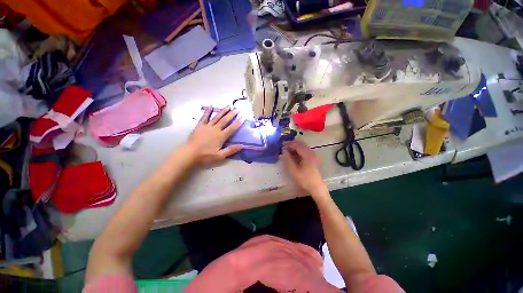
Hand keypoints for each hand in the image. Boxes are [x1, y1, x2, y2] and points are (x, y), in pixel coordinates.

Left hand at [185, 106, 242, 164]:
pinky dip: (208, 112)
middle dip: (232, 114)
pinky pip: (204, 117)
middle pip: (225, 120)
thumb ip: (231, 150)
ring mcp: (207, 126)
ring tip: (228, 106)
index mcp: (221, 136)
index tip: (242, 117)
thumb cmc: (205, 156)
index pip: (231, 128)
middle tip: (237, 109)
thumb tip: (242, 146)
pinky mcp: (200, 126)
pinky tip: (211, 107)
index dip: (237, 123)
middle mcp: (215, 129)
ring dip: (223, 111)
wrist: (190, 153)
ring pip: (217, 117)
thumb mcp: (220, 156)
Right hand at [280, 140, 327, 195]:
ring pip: (303, 147)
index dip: (289, 144)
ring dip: (295, 146)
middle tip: (284, 145)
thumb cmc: (305, 179)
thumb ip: (288, 160)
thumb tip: (283, 151)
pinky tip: (293, 153)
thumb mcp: (294, 170)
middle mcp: (311, 153)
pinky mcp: (313, 158)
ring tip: (287, 149)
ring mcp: (313, 155)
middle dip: (292, 144)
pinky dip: (298, 150)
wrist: (316, 187)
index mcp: (307, 155)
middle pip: (301, 144)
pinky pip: (305, 150)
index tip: (282, 145)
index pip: (297, 145)